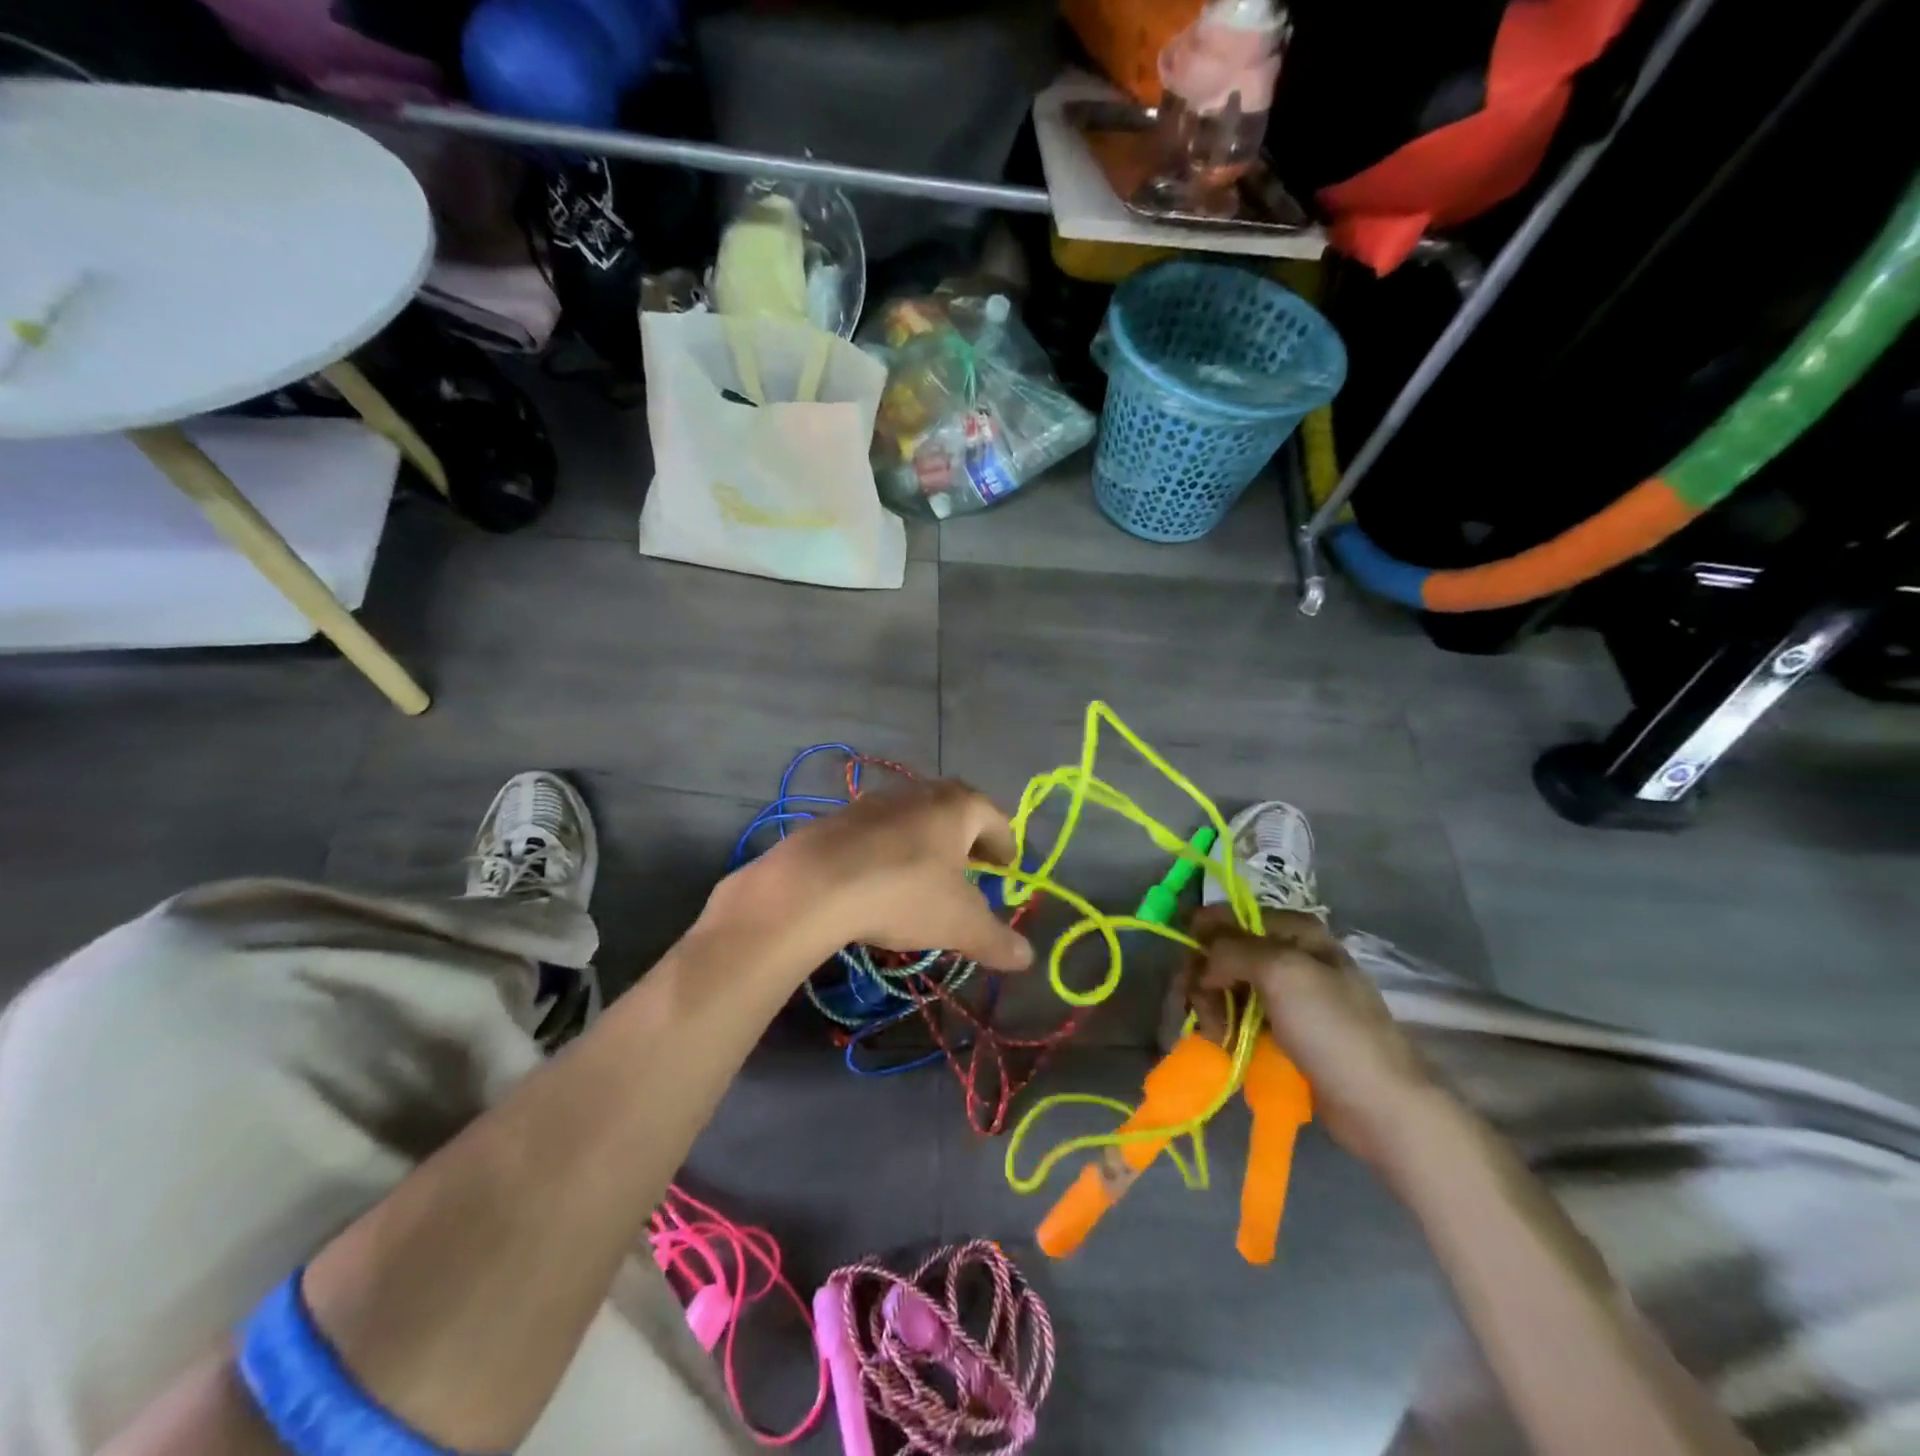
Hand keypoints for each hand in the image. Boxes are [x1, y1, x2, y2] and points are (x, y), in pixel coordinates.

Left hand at [711, 779, 1033, 973]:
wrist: (813, 884)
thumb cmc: (904, 893)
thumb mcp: (960, 924)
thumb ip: (997, 940)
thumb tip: (1028, 957)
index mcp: (959, 805)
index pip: (996, 820)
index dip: (1006, 848)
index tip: (1006, 871)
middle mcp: (921, 792)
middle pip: (956, 814)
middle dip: (967, 843)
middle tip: (972, 874)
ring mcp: (877, 801)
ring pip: (916, 820)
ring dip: (927, 845)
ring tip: (927, 880)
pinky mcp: (841, 818)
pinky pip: (880, 833)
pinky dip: (890, 852)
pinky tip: (882, 882)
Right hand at [1186, 904, 1436, 1169]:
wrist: (1381, 1107)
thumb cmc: (1334, 1031)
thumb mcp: (1282, 973)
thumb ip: (1232, 949)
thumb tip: (1199, 956)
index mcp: (1296, 931)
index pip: (1231, 916)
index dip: (1203, 935)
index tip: (1188, 966)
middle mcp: (1290, 955)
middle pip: (1224, 952)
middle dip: (1206, 978)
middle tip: (1201, 1008)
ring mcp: (1287, 995)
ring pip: (1227, 986)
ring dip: (1212, 1008)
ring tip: (1218, 1036)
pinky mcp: (1283, 1031)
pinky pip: (1240, 1017)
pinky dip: (1225, 1027)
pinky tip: (1225, 1044)